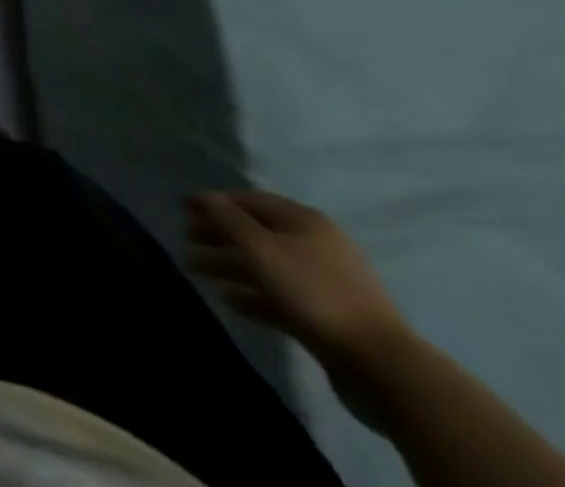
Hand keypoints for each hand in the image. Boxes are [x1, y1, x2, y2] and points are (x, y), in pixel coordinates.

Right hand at [185, 189, 408, 375]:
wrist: (381, 366)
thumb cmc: (313, 292)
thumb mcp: (261, 249)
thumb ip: (229, 219)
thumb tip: (208, 198)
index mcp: (304, 220)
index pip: (249, 200)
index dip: (214, 201)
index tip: (182, 207)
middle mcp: (315, 244)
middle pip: (256, 232)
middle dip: (219, 234)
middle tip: (186, 238)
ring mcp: (324, 282)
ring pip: (266, 265)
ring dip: (229, 265)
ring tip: (196, 270)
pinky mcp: (327, 316)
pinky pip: (281, 296)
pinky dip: (253, 294)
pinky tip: (229, 300)